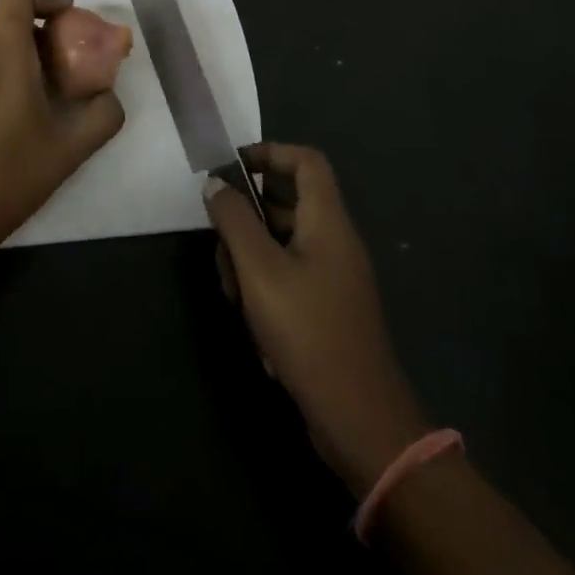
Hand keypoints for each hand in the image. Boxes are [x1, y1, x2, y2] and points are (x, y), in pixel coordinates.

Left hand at [0, 0, 124, 262]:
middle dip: (45, 22)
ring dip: (30, 46)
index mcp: (7, 56)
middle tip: (73, 53)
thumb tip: (110, 96)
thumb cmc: (9, 176)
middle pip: (10, 13)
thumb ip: (102, 116)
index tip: (70, 17)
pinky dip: (15, 66)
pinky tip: (33, 107)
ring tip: (57, 83)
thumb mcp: (70, 149)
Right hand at [206, 142, 428, 497]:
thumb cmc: (308, 331)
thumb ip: (233, 220)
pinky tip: (250, 320)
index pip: (305, 161)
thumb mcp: (259, 270)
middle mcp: (334, 241)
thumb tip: (215, 183)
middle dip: (246, 219)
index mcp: (327, 221)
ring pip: (280, 243)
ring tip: (232, 292)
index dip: (270, 153)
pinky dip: (264, 287)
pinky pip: (288, 276)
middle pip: (286, 203)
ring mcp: (332, 277)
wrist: (360, 420)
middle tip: (220, 242)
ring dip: (249, 259)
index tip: (233, 168)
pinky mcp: (326, 308)